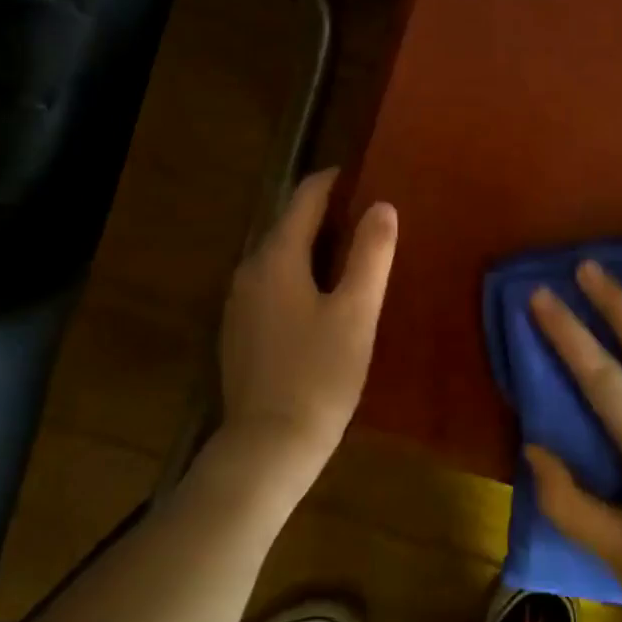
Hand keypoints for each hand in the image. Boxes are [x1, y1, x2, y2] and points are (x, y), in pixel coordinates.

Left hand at [217, 168, 397, 486]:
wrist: (268, 446)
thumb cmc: (319, 374)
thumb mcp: (356, 311)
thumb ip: (370, 253)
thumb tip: (382, 206)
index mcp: (276, 256)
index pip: (306, 196)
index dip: (336, 180)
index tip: (367, 175)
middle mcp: (250, 269)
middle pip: (291, 223)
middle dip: (329, 214)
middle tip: (372, 217)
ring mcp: (240, 301)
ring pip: (282, 255)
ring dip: (316, 246)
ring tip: (357, 253)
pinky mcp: (240, 329)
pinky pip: (273, 283)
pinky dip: (301, 274)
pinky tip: (326, 296)